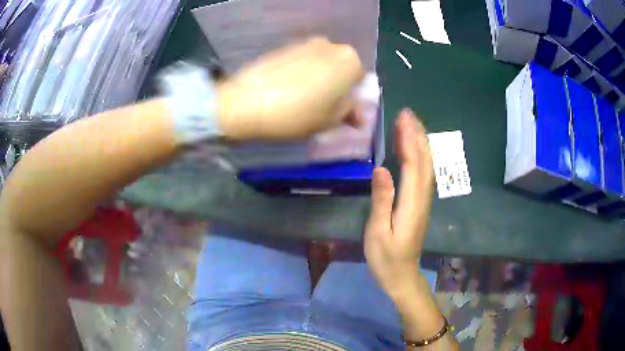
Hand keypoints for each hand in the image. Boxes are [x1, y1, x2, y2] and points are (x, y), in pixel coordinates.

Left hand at [217, 37, 364, 140]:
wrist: (248, 102)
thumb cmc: (297, 113)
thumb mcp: (329, 120)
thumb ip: (348, 113)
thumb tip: (358, 115)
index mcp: (349, 60)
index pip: (360, 79)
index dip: (351, 97)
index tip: (340, 111)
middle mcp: (330, 45)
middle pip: (340, 68)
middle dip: (336, 85)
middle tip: (323, 106)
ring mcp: (305, 43)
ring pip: (321, 64)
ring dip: (318, 79)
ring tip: (302, 99)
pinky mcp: (284, 47)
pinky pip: (301, 61)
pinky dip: (300, 73)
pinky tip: (287, 89)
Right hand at [364, 108, 434, 300]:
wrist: (402, 276)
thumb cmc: (386, 258)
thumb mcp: (378, 232)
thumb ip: (382, 200)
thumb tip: (381, 168)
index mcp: (412, 203)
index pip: (414, 164)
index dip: (409, 139)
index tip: (402, 118)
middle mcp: (422, 198)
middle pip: (425, 161)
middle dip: (417, 135)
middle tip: (407, 113)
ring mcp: (423, 201)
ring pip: (427, 166)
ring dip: (420, 143)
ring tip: (411, 124)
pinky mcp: (420, 204)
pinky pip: (423, 174)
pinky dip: (420, 156)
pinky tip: (415, 149)